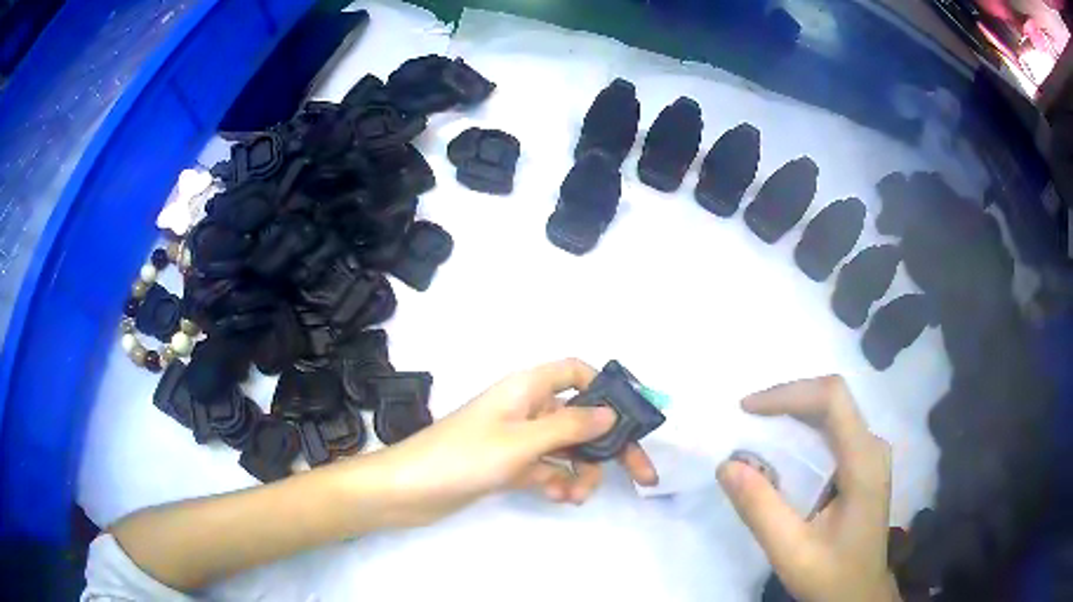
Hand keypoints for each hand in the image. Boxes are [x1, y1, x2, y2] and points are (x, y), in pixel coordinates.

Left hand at [372, 358, 657, 526]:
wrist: (409, 490)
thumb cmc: (464, 456)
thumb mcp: (522, 441)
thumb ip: (570, 426)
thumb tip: (612, 413)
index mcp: (526, 388)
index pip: (574, 372)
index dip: (604, 387)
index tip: (630, 417)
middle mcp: (526, 409)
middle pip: (580, 418)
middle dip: (609, 446)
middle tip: (641, 475)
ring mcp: (517, 439)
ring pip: (566, 449)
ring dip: (581, 471)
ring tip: (577, 495)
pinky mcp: (508, 466)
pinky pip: (547, 469)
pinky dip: (557, 481)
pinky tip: (557, 497)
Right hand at [717, 376, 899, 601]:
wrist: (859, 594)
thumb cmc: (831, 575)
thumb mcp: (791, 550)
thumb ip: (760, 509)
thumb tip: (726, 465)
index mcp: (864, 461)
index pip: (832, 399)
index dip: (789, 394)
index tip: (747, 409)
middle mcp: (872, 447)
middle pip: (832, 400)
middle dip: (786, 401)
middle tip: (745, 420)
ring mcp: (870, 454)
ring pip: (832, 413)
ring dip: (793, 414)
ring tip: (756, 431)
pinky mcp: (863, 464)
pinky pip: (833, 431)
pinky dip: (802, 432)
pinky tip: (781, 451)